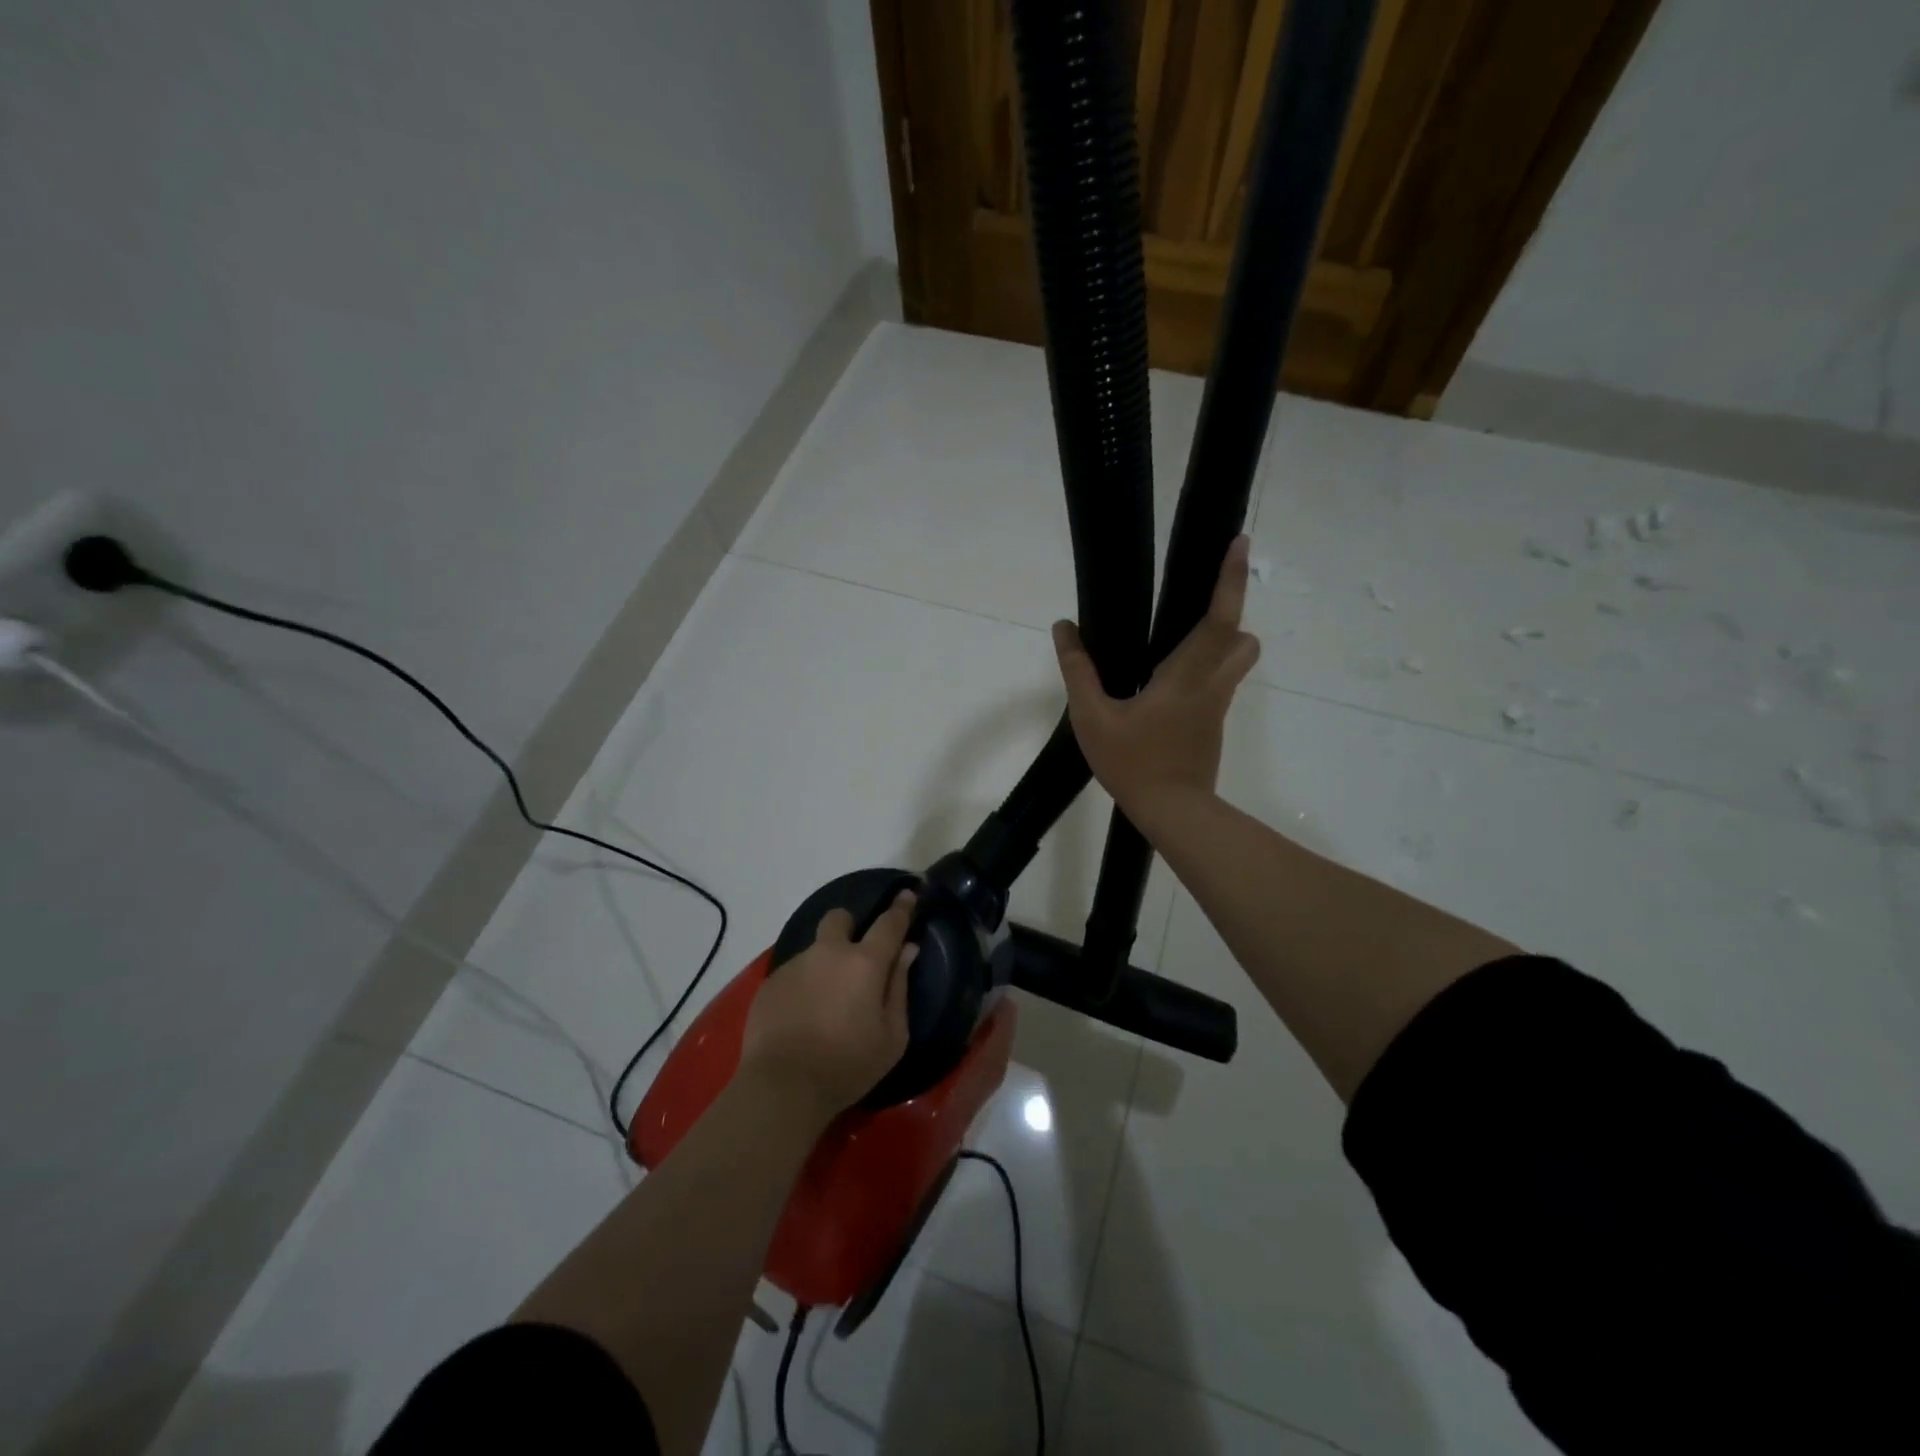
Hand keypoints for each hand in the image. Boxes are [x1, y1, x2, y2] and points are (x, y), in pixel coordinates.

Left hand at [739, 891, 916, 1122]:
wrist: (782, 1087)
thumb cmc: (848, 1065)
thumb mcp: (892, 1036)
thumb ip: (900, 987)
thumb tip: (907, 951)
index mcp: (865, 963)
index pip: (889, 923)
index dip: (901, 908)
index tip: (907, 895)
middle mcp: (828, 953)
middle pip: (839, 918)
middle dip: (849, 927)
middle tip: (854, 956)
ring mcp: (795, 965)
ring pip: (815, 951)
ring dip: (824, 966)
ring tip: (824, 1006)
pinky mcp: (769, 984)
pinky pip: (794, 975)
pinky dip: (803, 988)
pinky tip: (801, 1020)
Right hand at [1053, 535, 1259, 817]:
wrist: (1173, 813)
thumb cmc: (1133, 763)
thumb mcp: (1092, 718)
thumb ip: (1078, 671)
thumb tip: (1064, 628)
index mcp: (1186, 676)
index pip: (1218, 619)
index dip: (1230, 579)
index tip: (1240, 542)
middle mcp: (1211, 685)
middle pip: (1242, 638)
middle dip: (1230, 614)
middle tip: (1195, 607)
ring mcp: (1217, 707)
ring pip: (1236, 662)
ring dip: (1221, 644)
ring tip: (1177, 646)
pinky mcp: (1213, 726)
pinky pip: (1219, 684)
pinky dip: (1205, 671)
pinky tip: (1166, 687)